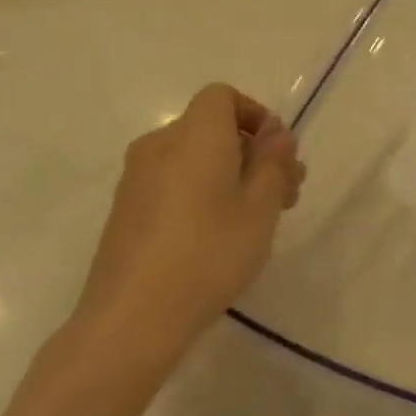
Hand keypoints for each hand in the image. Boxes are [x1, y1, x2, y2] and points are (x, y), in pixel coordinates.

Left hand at [69, 84, 304, 368]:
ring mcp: (137, 179)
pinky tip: (222, 234)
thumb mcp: (261, 207)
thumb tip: (276, 133)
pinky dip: (204, 191)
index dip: (256, 115)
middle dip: (254, 151)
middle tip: (287, 193)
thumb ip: (273, 162)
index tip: (279, 154)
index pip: (222, 96)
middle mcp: (160, 146)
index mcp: (194, 136)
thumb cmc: (209, 253)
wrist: (131, 319)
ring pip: (195, 157)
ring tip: (261, 218)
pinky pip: (175, 181)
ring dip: (233, 174)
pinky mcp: (127, 210)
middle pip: (212, 128)